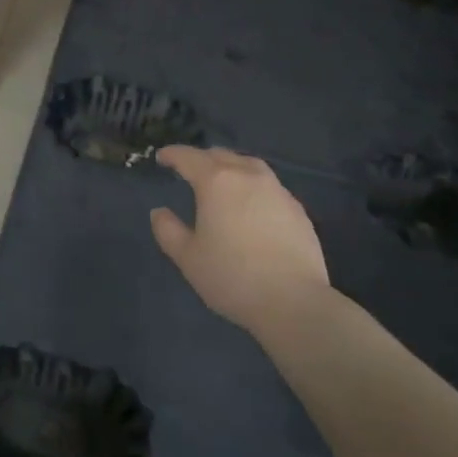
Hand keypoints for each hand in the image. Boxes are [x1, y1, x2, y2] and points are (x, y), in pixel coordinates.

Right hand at [151, 146, 330, 333]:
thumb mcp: (188, 258)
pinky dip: (253, 185)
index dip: (172, 154)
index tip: (162, 157)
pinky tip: (252, 205)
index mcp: (216, 182)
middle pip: (221, 156)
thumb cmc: (233, 277)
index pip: (189, 157)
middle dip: (202, 158)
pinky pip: (269, 185)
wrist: (294, 302)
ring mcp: (277, 191)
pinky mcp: (297, 209)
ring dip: (231, 166)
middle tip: (189, 169)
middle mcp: (248, 176)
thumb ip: (168, 231)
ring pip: (249, 165)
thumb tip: (159, 212)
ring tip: (223, 179)